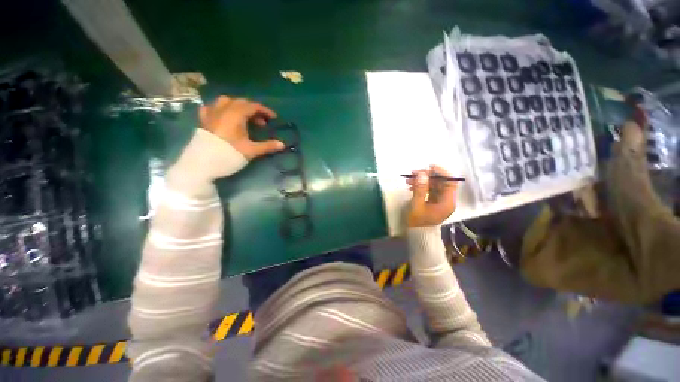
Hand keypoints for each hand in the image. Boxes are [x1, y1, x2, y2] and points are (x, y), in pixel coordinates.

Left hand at [199, 96, 284, 158]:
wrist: (202, 164)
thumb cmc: (229, 155)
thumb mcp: (251, 150)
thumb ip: (267, 146)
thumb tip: (282, 145)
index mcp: (236, 115)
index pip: (253, 106)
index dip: (265, 111)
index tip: (274, 118)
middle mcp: (223, 110)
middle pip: (241, 103)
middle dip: (254, 110)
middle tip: (262, 122)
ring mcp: (211, 114)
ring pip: (226, 102)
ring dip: (238, 107)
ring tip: (244, 117)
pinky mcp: (203, 121)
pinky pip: (211, 108)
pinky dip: (220, 109)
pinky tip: (222, 116)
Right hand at [405, 165, 457, 226]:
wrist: (417, 235)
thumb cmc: (418, 222)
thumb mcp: (417, 205)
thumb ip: (420, 189)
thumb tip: (422, 174)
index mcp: (447, 202)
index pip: (450, 182)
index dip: (441, 172)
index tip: (429, 167)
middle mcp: (446, 200)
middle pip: (440, 182)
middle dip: (427, 176)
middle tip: (413, 173)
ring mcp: (440, 201)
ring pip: (433, 185)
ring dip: (422, 181)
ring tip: (408, 179)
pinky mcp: (433, 202)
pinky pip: (429, 190)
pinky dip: (421, 186)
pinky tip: (410, 186)